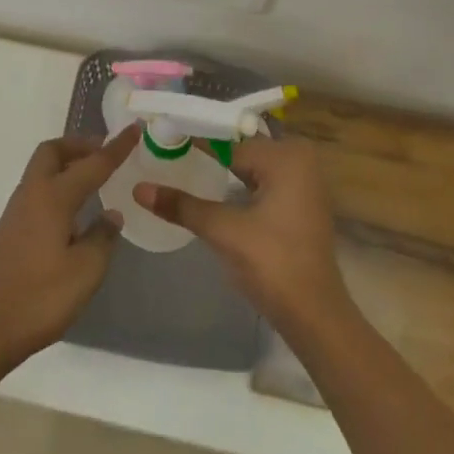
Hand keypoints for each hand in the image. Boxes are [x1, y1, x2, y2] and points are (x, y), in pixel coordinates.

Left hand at [0, 124, 141, 370]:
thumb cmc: (38, 298)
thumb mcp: (85, 272)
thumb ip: (102, 238)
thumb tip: (110, 215)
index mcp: (53, 197)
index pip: (92, 164)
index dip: (116, 147)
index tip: (135, 129)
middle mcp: (32, 194)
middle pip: (54, 152)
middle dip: (81, 146)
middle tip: (106, 154)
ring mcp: (17, 212)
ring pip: (43, 171)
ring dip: (68, 165)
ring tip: (95, 180)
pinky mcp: (10, 231)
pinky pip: (38, 191)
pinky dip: (59, 186)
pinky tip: (74, 213)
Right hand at [133, 135, 349, 334]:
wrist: (315, 316)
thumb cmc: (273, 264)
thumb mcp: (223, 231)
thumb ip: (182, 205)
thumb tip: (138, 189)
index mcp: (287, 156)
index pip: (228, 141)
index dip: (193, 141)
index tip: (160, 137)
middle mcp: (300, 160)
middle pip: (239, 150)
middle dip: (204, 154)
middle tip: (163, 152)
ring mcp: (304, 182)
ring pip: (250, 167)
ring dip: (219, 170)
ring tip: (179, 167)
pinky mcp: (301, 204)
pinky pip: (262, 182)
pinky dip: (237, 185)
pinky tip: (210, 191)